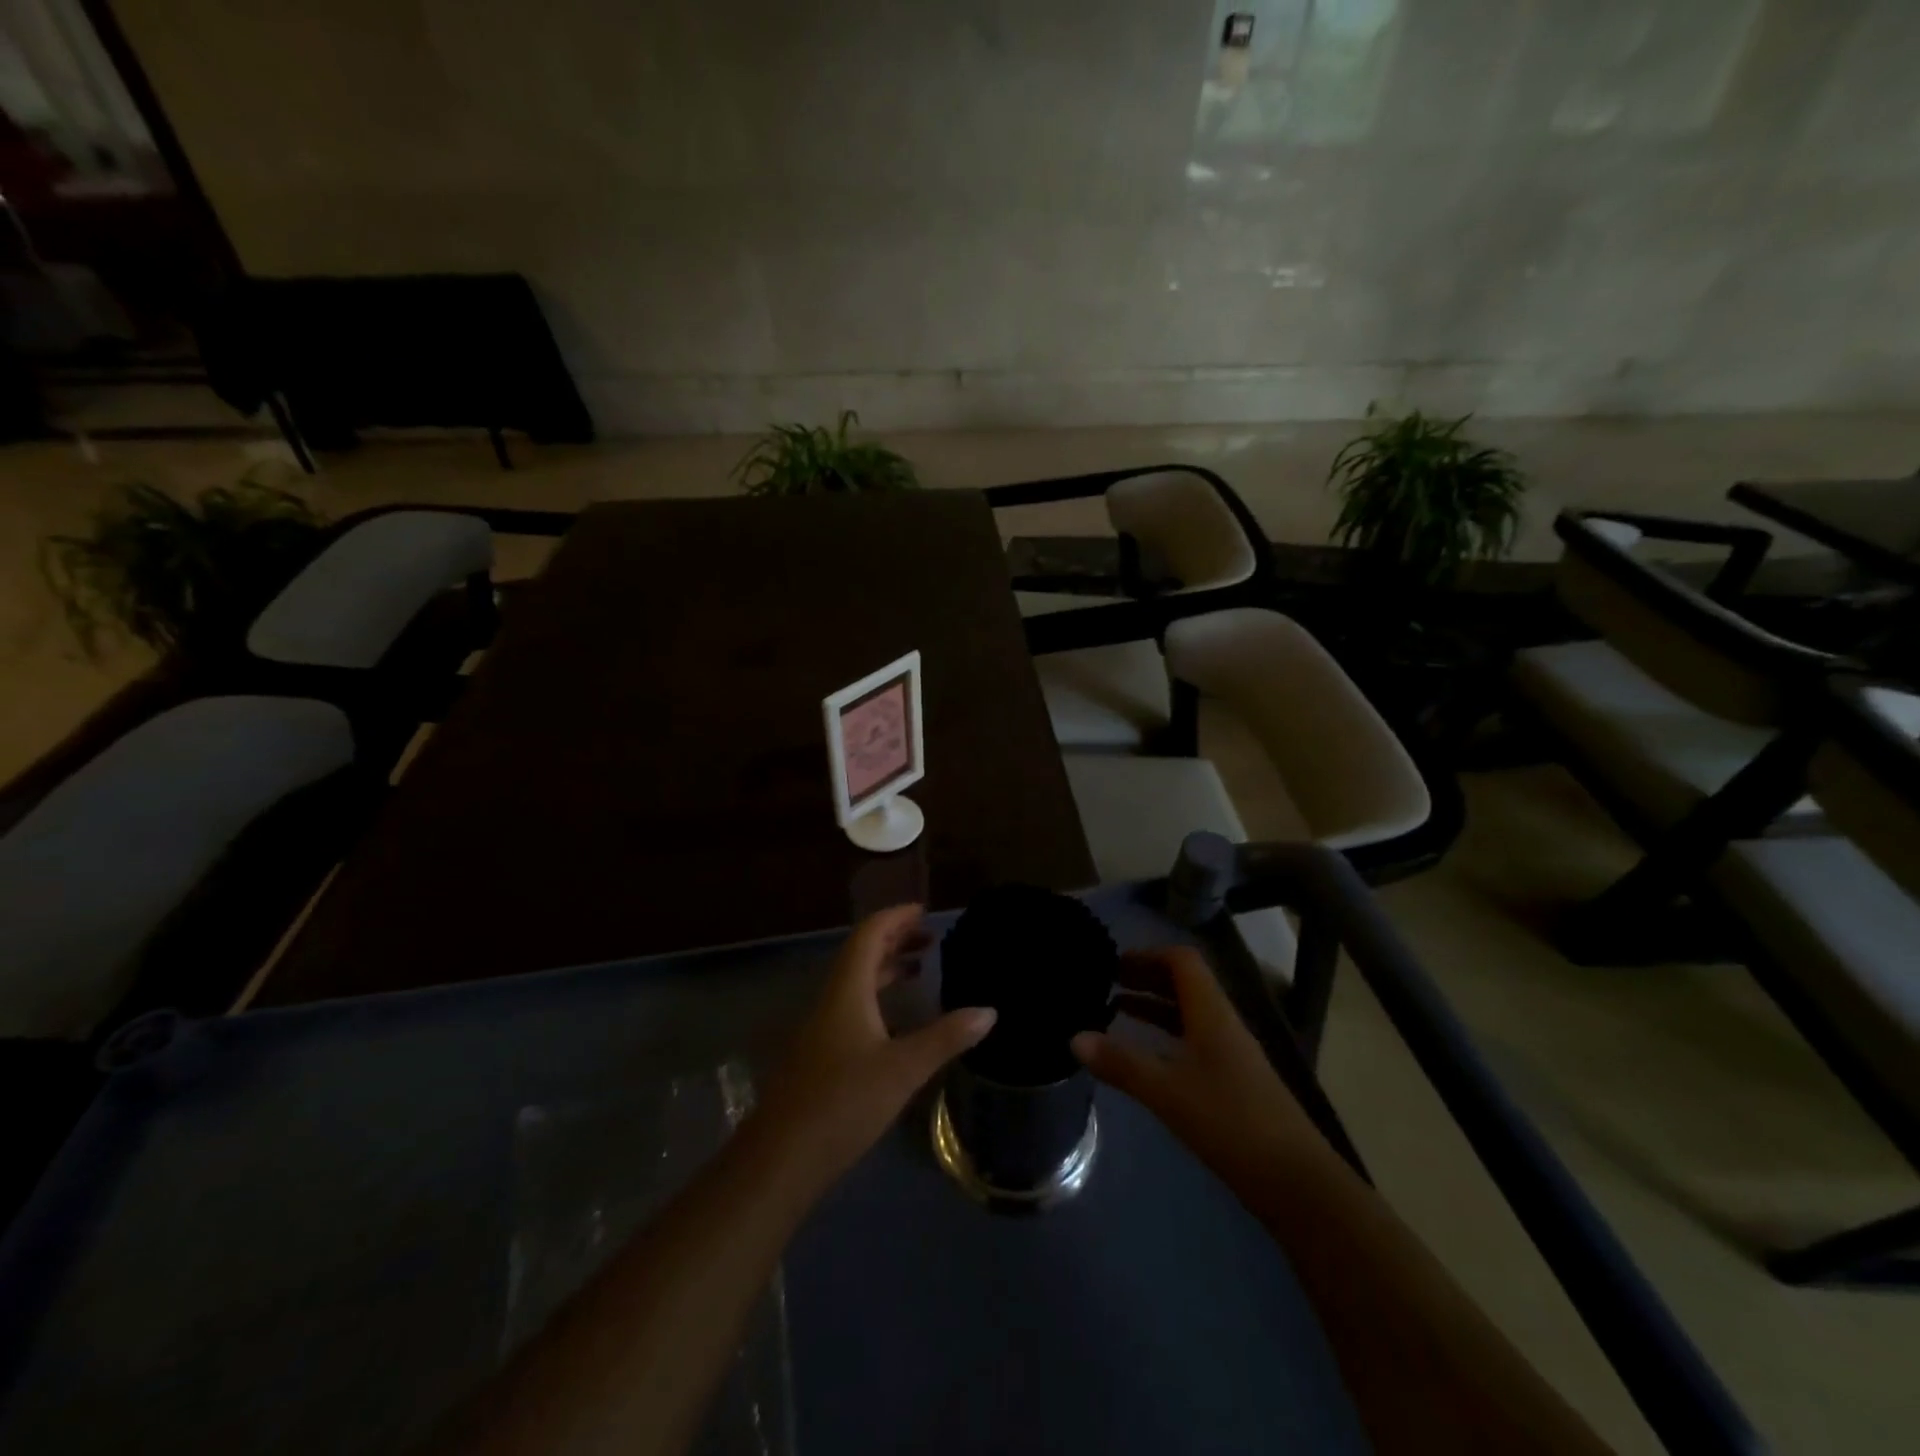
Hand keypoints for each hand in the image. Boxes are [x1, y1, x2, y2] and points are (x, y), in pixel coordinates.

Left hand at [752, 905, 995, 1194]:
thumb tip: (989, 1011)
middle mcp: (832, 1000)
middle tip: (929, 937)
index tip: (924, 911)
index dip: (895, 917)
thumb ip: (946, 1037)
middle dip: (894, 939)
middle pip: (861, 953)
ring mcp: (821, 1027)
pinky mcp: (820, 1053)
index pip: (869, 935)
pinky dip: (877, 996)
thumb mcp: (904, 1069)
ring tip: (919, 967)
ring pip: (855, 981)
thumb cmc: (844, 1102)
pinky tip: (896, 1020)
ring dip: (885, 967)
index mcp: (847, 990)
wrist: (781, 1158)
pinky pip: (852, 1005)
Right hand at [1071, 947, 1319, 1191]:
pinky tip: (1144, 1056)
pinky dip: (1165, 1036)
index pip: (1182, 962)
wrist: (1296, 1182)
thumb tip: (1073, 1038)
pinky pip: (1193, 1041)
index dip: (1148, 954)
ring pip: (1188, 1014)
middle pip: (1184, 984)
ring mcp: (1231, 1054)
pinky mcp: (1233, 1082)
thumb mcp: (1168, 1091)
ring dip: (1154, 1006)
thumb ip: (1121, 1064)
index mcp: (1212, 1013)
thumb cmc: (1231, 1122)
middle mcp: (1222, 1024)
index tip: (1113, 962)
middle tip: (1105, 981)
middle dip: (1145, 977)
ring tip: (1115, 1009)